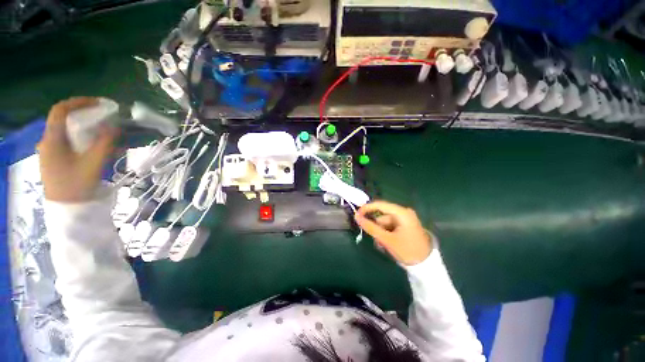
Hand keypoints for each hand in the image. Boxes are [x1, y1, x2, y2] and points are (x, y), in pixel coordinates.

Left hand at [38, 97, 117, 202]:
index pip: (61, 110)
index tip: (99, 103)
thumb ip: (105, 142)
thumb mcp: (94, 163)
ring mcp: (50, 151)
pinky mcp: (54, 159)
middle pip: (64, 120)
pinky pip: (67, 142)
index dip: (79, 102)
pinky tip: (93, 146)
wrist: (67, 209)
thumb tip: (115, 126)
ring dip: (84, 127)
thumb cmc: (77, 184)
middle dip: (84, 115)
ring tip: (102, 132)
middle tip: (103, 117)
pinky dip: (80, 138)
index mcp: (52, 139)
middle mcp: (48, 141)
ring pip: (66, 131)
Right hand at [355, 201, 432, 265]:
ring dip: (381, 233)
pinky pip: (390, 227)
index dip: (366, 208)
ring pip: (385, 223)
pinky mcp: (405, 226)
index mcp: (401, 213)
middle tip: (374, 239)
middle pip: (382, 216)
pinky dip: (386, 234)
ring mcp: (405, 219)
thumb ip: (370, 227)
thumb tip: (357, 216)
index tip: (357, 216)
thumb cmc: (407, 250)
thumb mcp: (387, 239)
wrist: (427, 266)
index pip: (380, 205)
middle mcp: (403, 213)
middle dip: (376, 228)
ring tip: (382, 246)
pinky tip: (387, 244)